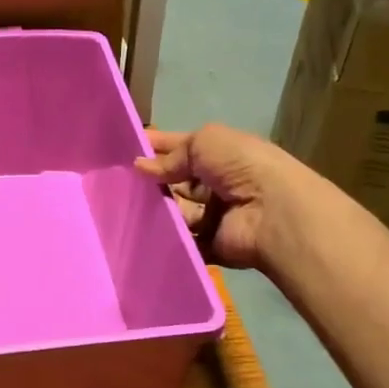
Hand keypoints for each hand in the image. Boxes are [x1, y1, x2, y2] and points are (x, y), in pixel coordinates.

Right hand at [135, 124, 296, 272]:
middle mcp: (217, 184)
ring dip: (155, 208)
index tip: (122, 150)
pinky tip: (139, 230)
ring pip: (175, 211)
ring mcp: (213, 216)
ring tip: (124, 206)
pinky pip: (181, 240)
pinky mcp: (209, 244)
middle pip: (176, 181)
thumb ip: (171, 155)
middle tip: (117, 182)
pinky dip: (164, 236)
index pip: (181, 148)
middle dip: (151, 181)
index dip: (155, 147)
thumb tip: (140, 167)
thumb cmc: (241, 167)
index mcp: (220, 155)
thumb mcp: (205, 142)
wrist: (272, 212)